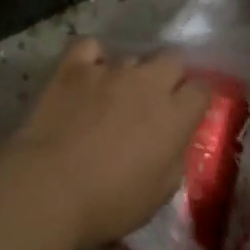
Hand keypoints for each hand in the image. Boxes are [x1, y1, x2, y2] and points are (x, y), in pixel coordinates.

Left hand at [1, 39, 211, 249]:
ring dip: (131, 74)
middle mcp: (148, 83)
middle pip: (172, 60)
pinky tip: (88, 74)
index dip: (195, 100)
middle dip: (169, 76)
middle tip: (154, 102)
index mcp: (175, 116)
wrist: (48, 189)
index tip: (186, 114)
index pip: (202, 89)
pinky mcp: (73, 68)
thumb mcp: (159, 194)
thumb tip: (172, 143)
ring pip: (132, 57)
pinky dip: (92, 57)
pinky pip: (90, 46)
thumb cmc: (108, 203)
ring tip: (115, 96)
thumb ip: (174, 159)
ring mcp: (110, 71)